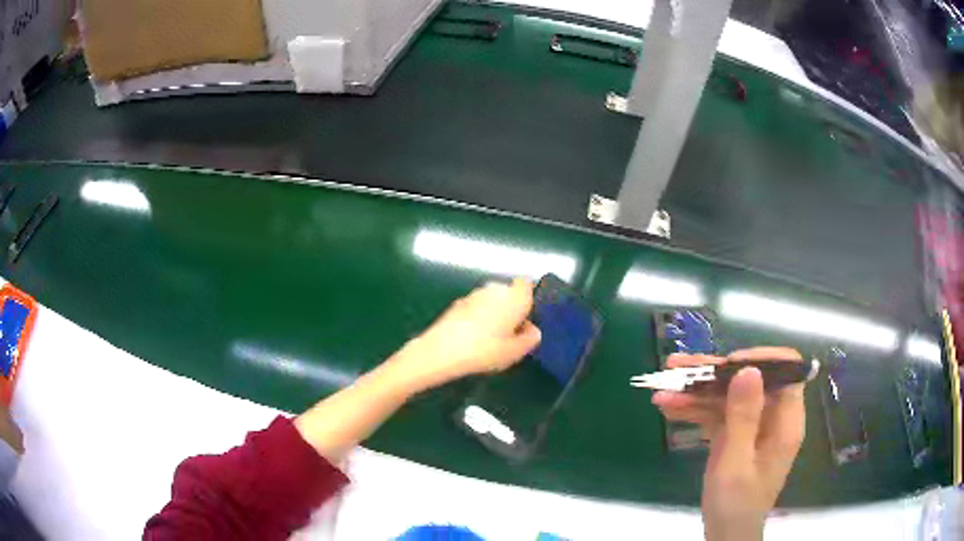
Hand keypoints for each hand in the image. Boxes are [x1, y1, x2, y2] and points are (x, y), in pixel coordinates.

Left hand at [395, 278, 541, 391]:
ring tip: (491, 338)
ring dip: (494, 312)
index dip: (528, 297)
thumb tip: (533, 329)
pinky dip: (477, 317)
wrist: (442, 351)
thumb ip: (530, 338)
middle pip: (509, 293)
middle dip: (511, 307)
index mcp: (514, 297)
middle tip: (511, 332)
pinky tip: (472, 338)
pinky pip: (476, 307)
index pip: (527, 283)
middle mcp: (496, 289)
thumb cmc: (485, 350)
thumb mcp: (516, 352)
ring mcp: (474, 294)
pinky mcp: (458, 303)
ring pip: (492, 300)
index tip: (527, 316)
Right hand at [652, 348, 805, 540]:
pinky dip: (694, 410)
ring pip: (728, 395)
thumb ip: (744, 418)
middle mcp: (772, 416)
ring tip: (661, 387)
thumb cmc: (736, 504)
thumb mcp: (736, 464)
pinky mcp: (735, 434)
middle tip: (676, 367)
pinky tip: (667, 407)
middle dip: (713, 374)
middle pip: (748, 381)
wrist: (725, 533)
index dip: (758, 361)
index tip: (726, 366)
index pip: (785, 371)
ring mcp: (752, 424)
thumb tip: (749, 370)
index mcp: (786, 420)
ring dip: (696, 391)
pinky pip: (717, 414)